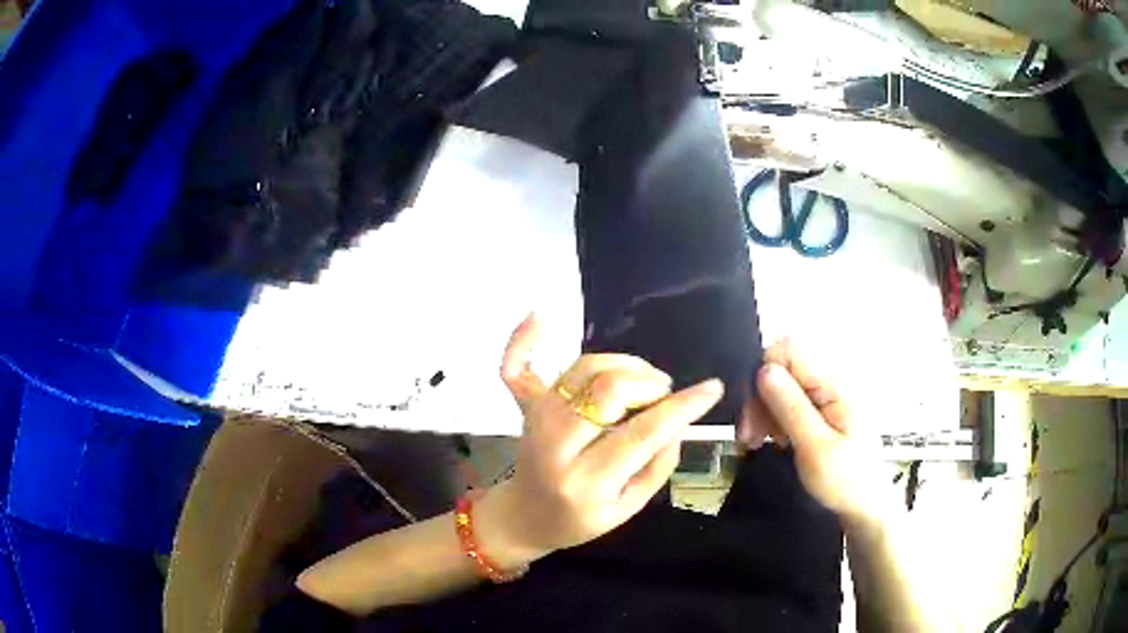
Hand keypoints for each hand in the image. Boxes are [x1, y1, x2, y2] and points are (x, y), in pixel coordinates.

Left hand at [478, 314, 724, 566]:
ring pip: (584, 368)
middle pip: (608, 389)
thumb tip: (678, 419)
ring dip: (623, 364)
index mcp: (586, 482)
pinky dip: (525, 339)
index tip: (711, 388)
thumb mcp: (629, 508)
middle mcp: (556, 444)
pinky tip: (542, 315)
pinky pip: (517, 365)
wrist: (526, 516)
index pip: (641, 434)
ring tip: (642, 381)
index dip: (681, 407)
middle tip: (663, 394)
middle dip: (649, 383)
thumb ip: (659, 464)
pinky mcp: (526, 405)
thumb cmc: (580, 519)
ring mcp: (537, 418)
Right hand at [738, 339, 886, 522]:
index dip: (762, 372)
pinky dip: (774, 417)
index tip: (752, 411)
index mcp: (833, 385)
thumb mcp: (816, 449)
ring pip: (781, 384)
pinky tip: (773, 439)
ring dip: (763, 409)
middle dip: (759, 396)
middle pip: (782, 367)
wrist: (865, 505)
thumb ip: (791, 408)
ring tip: (758, 441)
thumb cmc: (846, 481)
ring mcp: (826, 396)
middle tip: (749, 435)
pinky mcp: (821, 410)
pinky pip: (789, 400)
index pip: (788, 350)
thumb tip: (764, 369)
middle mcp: (829, 382)